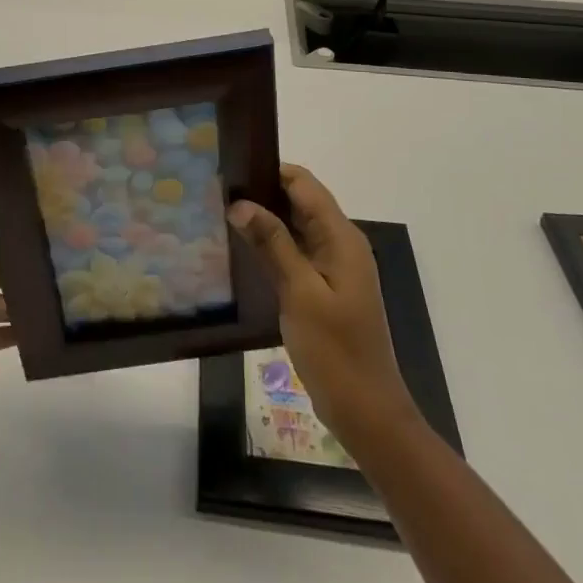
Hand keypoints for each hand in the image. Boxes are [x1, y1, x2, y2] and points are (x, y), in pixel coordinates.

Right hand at [227, 163, 418, 448]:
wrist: (367, 411)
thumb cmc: (336, 350)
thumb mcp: (300, 293)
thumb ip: (272, 244)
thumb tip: (240, 203)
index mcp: (341, 237)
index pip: (303, 184)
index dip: (269, 171)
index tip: (230, 170)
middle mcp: (340, 243)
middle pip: (299, 201)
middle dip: (262, 193)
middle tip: (216, 193)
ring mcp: (333, 267)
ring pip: (295, 227)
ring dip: (264, 220)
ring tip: (220, 215)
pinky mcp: (324, 288)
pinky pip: (295, 253)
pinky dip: (271, 246)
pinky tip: (241, 251)